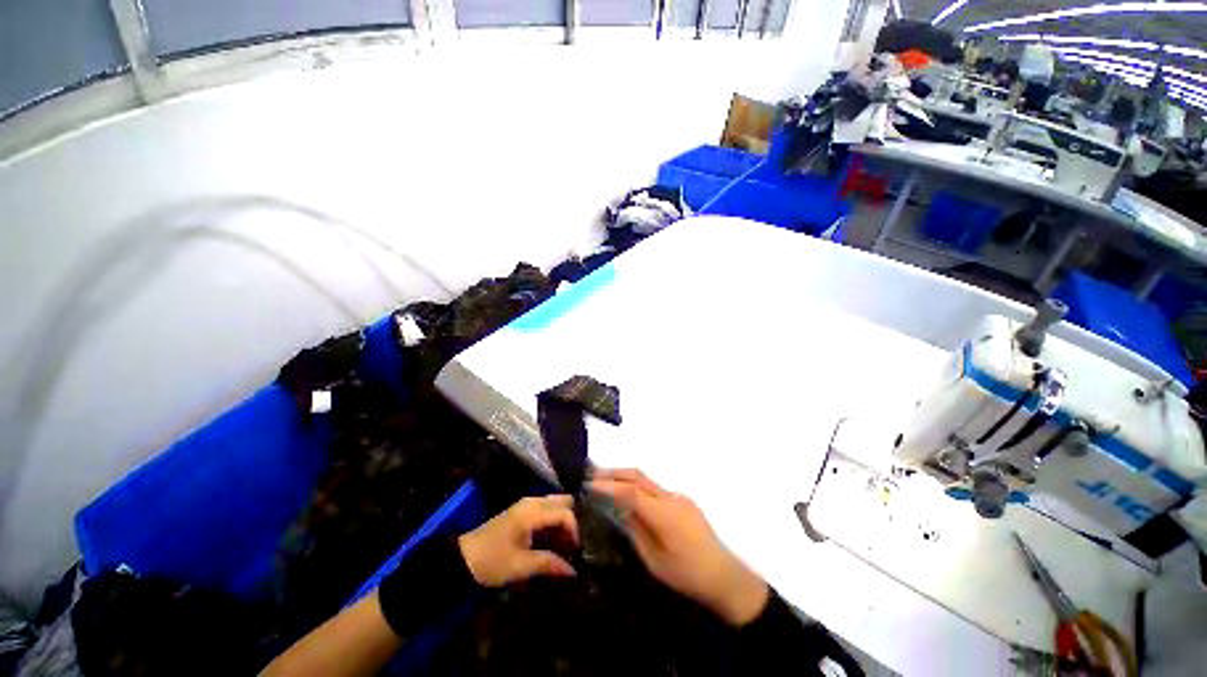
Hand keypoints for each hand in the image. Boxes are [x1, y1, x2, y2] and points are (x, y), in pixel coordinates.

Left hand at [458, 495, 578, 586]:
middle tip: (575, 543)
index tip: (576, 551)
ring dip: (563, 521)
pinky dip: (554, 521)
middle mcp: (532, 502)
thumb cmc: (492, 561)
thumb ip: (549, 564)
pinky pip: (547, 509)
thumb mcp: (521, 566)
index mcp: (532, 512)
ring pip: (556, 504)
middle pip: (563, 502)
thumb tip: (574, 571)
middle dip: (572, 520)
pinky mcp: (522, 510)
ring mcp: (527, 504)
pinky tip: (555, 539)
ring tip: (568, 543)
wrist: (463, 559)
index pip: (565, 513)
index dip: (574, 530)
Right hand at [590, 469, 768, 625]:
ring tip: (604, 481)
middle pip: (638, 476)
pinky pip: (656, 489)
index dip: (608, 486)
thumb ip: (636, 532)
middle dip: (613, 472)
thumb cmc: (688, 576)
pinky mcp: (684, 501)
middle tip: (591, 473)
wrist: (726, 577)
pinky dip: (638, 487)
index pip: (630, 492)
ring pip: (646, 480)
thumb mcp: (655, 561)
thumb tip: (619, 510)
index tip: (587, 484)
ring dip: (625, 477)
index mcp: (664, 516)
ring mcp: (679, 497)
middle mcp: (671, 498)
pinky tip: (629, 497)